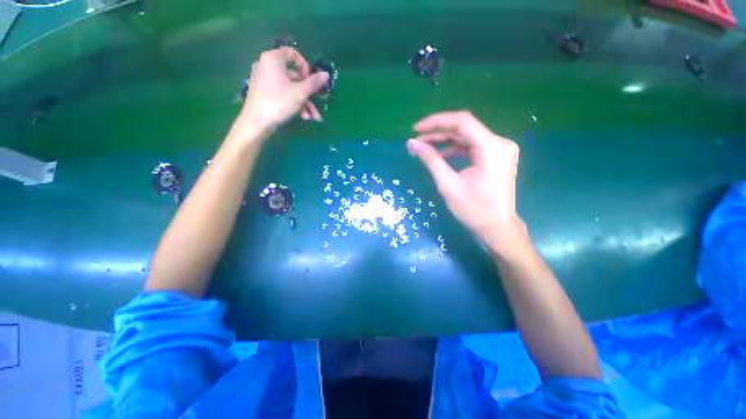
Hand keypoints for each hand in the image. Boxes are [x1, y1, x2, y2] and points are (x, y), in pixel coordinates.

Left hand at [234, 47, 328, 138]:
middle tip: (317, 102)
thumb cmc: (278, 103)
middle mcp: (267, 66)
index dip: (305, 66)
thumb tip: (326, 74)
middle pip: (294, 75)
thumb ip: (314, 83)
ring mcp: (265, 80)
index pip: (292, 54)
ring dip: (304, 101)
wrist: (257, 122)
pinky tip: (303, 116)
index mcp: (273, 59)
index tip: (311, 80)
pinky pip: (283, 93)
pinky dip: (294, 102)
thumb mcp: (300, 93)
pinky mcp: (264, 92)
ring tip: (313, 116)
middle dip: (308, 91)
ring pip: (290, 87)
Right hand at [407, 111, 526, 255]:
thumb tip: (412, 143)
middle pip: (464, 128)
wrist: (497, 228)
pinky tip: (440, 153)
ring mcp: (499, 149)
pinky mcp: (496, 156)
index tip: (416, 129)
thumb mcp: (448, 184)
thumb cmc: (474, 210)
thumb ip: (431, 160)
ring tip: (423, 145)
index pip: (462, 122)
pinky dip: (455, 148)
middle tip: (416, 139)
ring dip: (444, 139)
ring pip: (467, 136)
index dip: (436, 122)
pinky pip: (472, 146)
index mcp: (491, 148)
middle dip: (438, 131)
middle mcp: (499, 143)